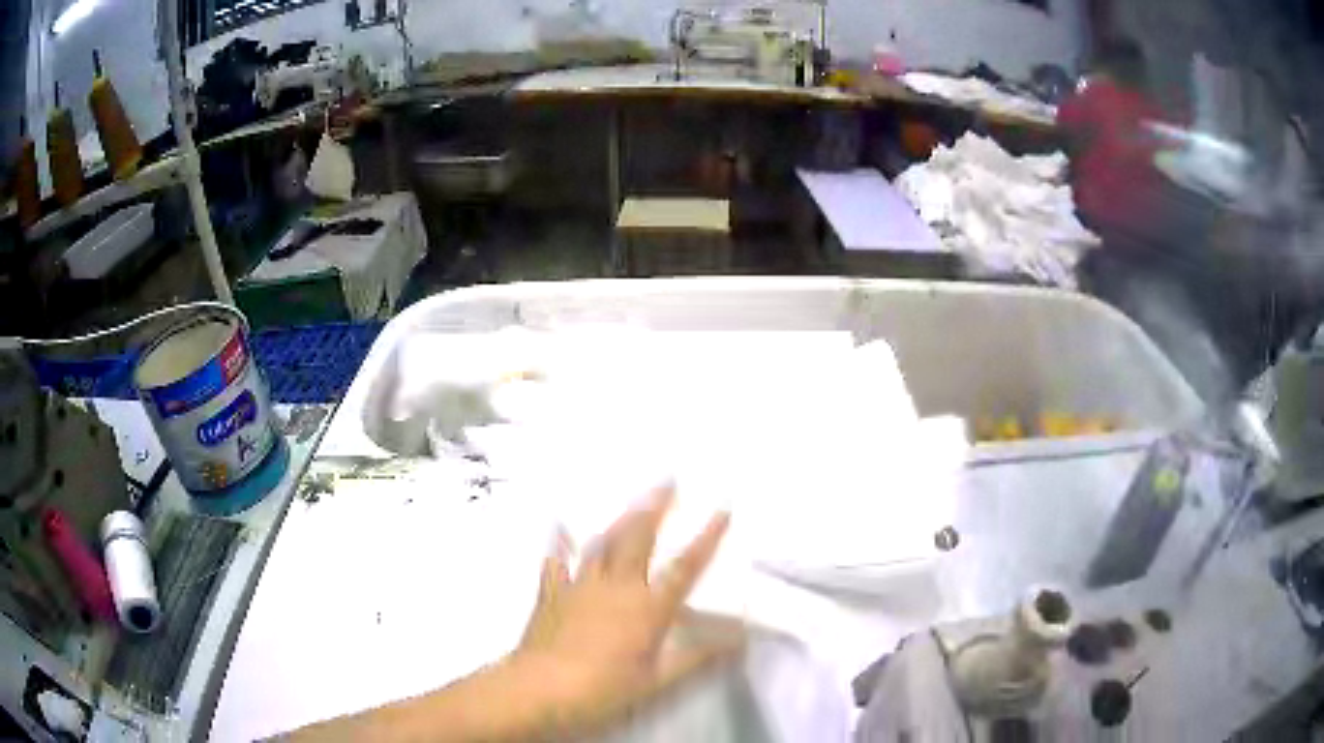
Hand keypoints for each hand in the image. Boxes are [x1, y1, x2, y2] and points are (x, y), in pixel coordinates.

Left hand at [509, 486, 738, 736]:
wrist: (539, 689)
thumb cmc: (603, 689)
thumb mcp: (657, 682)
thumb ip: (698, 659)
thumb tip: (739, 640)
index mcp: (647, 608)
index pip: (684, 567)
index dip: (706, 538)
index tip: (722, 509)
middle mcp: (616, 587)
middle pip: (638, 539)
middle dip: (656, 507)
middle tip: (668, 480)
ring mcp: (580, 586)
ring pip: (602, 543)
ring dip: (619, 519)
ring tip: (632, 500)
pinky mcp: (551, 594)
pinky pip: (557, 561)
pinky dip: (560, 543)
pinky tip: (560, 527)